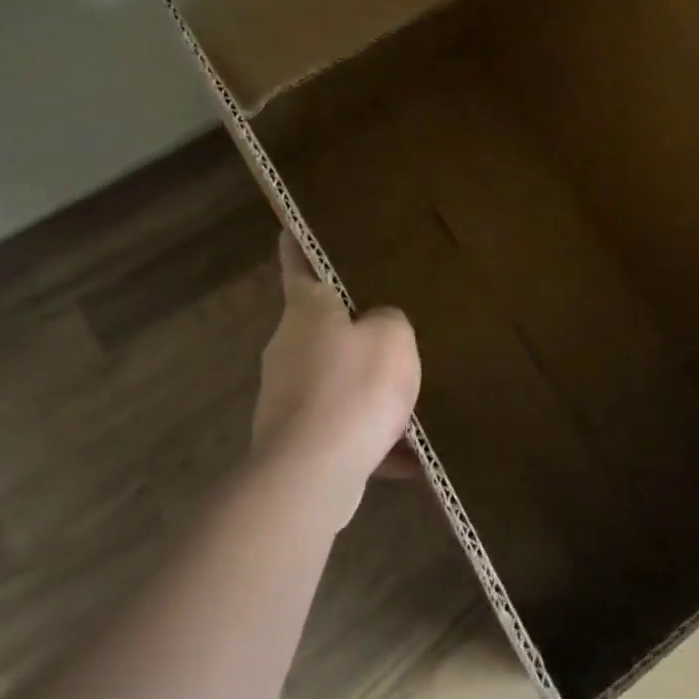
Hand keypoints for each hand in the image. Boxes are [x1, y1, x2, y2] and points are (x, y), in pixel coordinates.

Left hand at [252, 232, 421, 527]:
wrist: (312, 474)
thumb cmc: (354, 387)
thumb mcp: (394, 337)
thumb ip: (390, 321)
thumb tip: (377, 329)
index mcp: (307, 309)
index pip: (298, 261)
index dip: (298, 242)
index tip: (292, 224)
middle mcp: (289, 346)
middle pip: (323, 327)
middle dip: (356, 331)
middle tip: (393, 329)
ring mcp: (286, 395)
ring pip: (336, 382)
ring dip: (368, 392)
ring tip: (411, 406)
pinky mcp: (293, 439)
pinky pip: (340, 428)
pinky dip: (369, 439)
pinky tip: (407, 458)